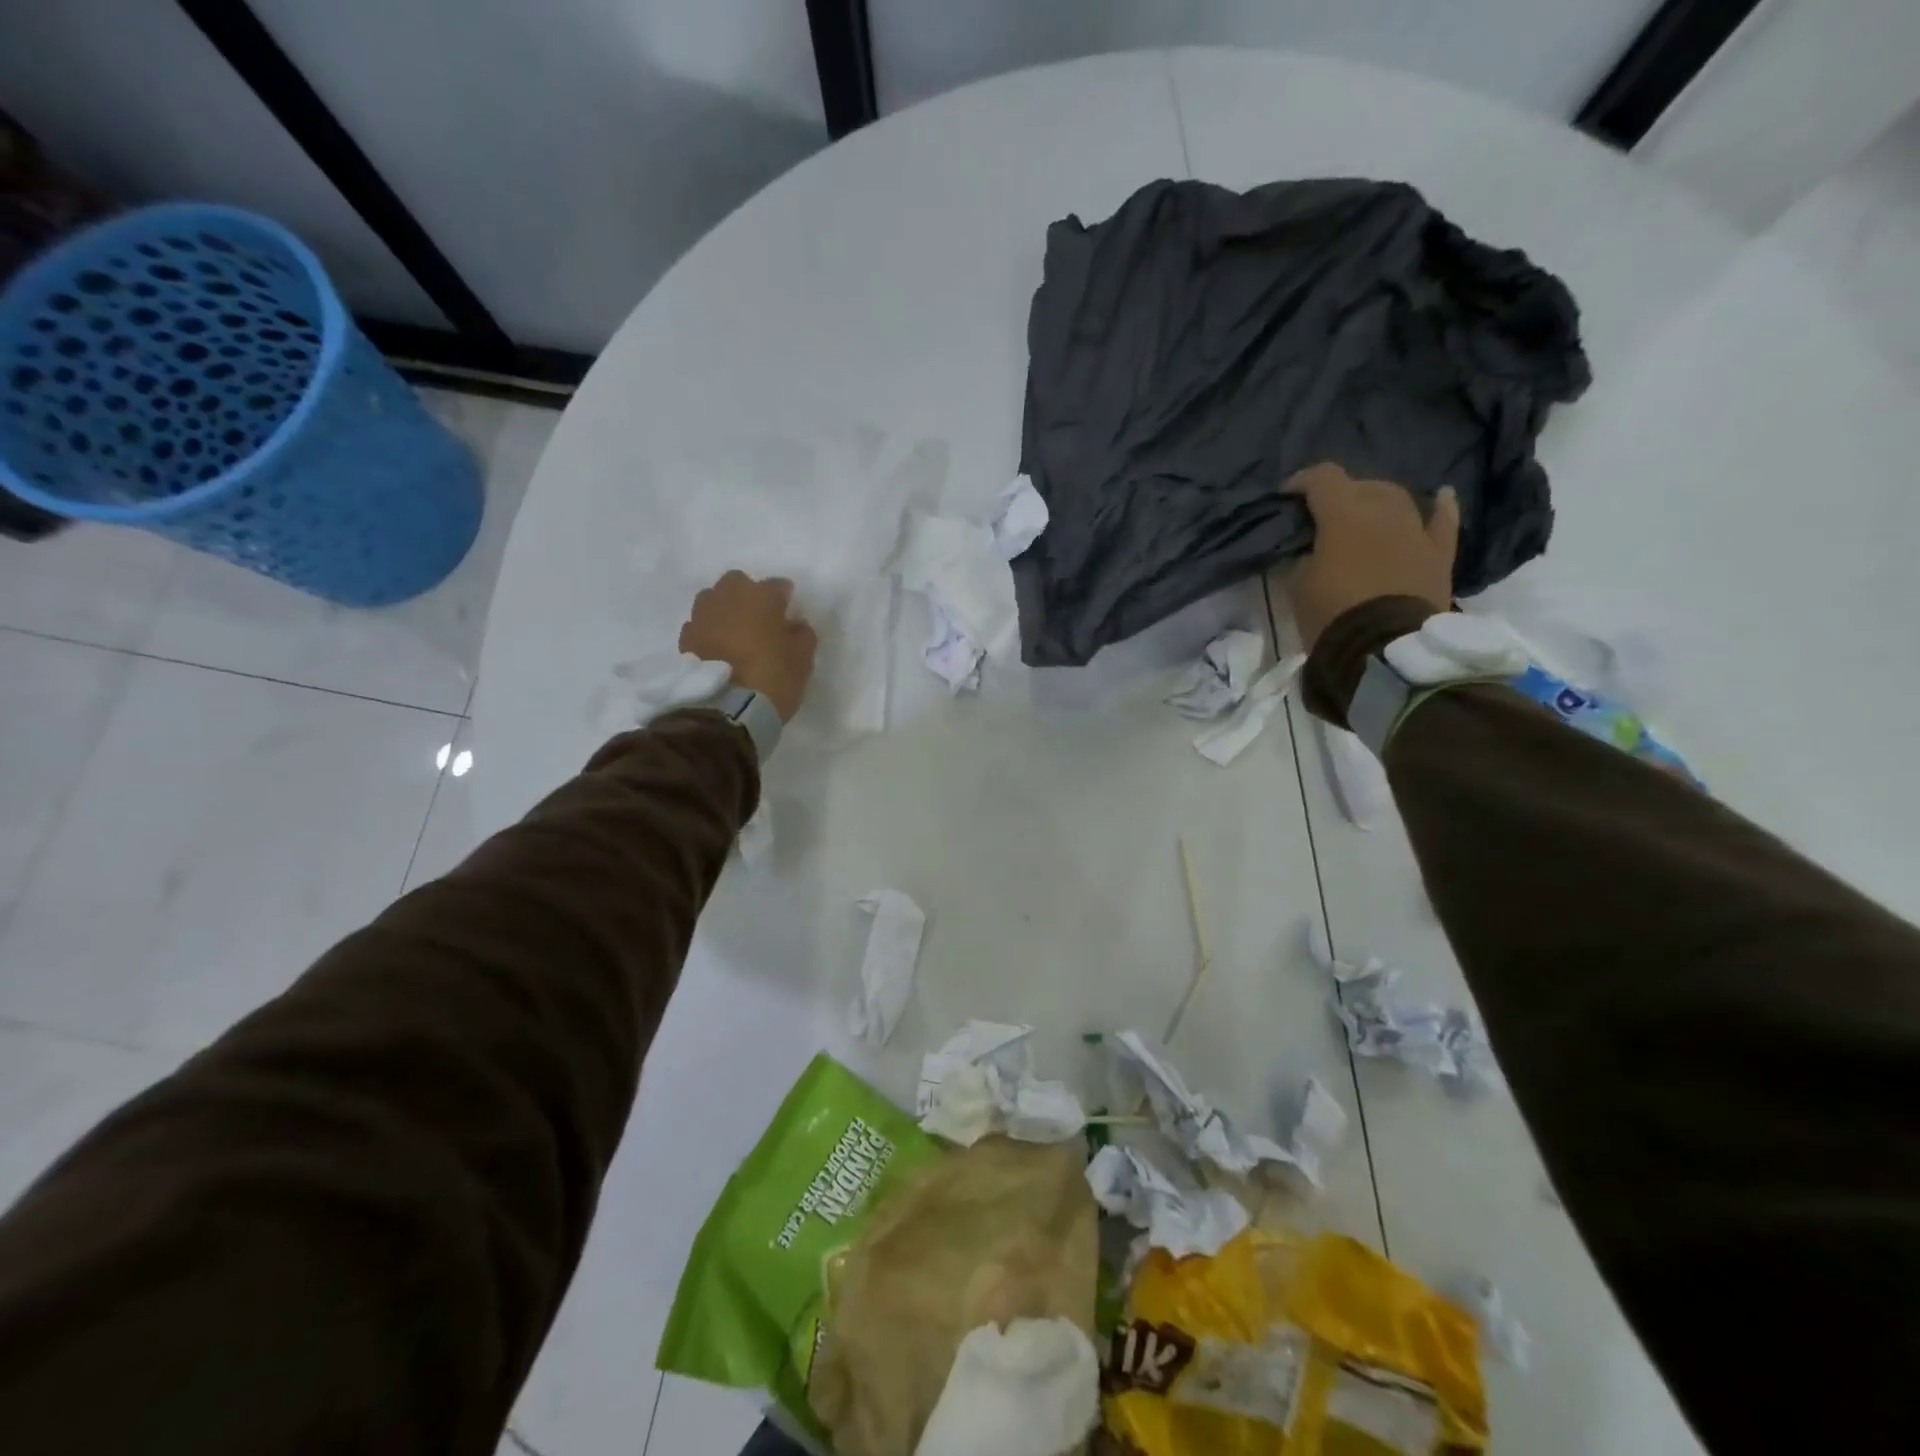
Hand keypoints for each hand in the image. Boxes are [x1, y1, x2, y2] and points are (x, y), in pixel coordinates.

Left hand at [678, 571, 817, 721]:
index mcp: (762, 597)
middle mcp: (728, 597)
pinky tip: (717, 649)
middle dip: (748, 594)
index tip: (790, 614)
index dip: (786, 599)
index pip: (779, 585)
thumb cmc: (773, 678)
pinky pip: (700, 625)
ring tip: (734, 632)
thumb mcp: (803, 659)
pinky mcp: (686, 638)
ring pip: (713, 600)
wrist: (727, 710)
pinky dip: (709, 631)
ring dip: (724, 610)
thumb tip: (795, 624)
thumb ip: (802, 634)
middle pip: (738, 582)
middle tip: (759, 618)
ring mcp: (702, 616)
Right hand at [1280, 463, 1458, 648]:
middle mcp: (1384, 511)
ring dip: (1379, 501)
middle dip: (1341, 494)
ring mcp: (1416, 530)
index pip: (1323, 479)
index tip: (1288, 496)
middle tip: (1324, 515)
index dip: (1303, 481)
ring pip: (1399, 498)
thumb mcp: (1298, 586)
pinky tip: (1440, 497)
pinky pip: (1443, 521)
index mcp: (1344, 516)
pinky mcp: (1439, 554)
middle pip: (1363, 485)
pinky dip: (1440, 507)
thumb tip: (1309, 550)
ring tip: (1365, 514)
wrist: (1384, 649)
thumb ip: (1302, 557)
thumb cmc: (1332, 615)